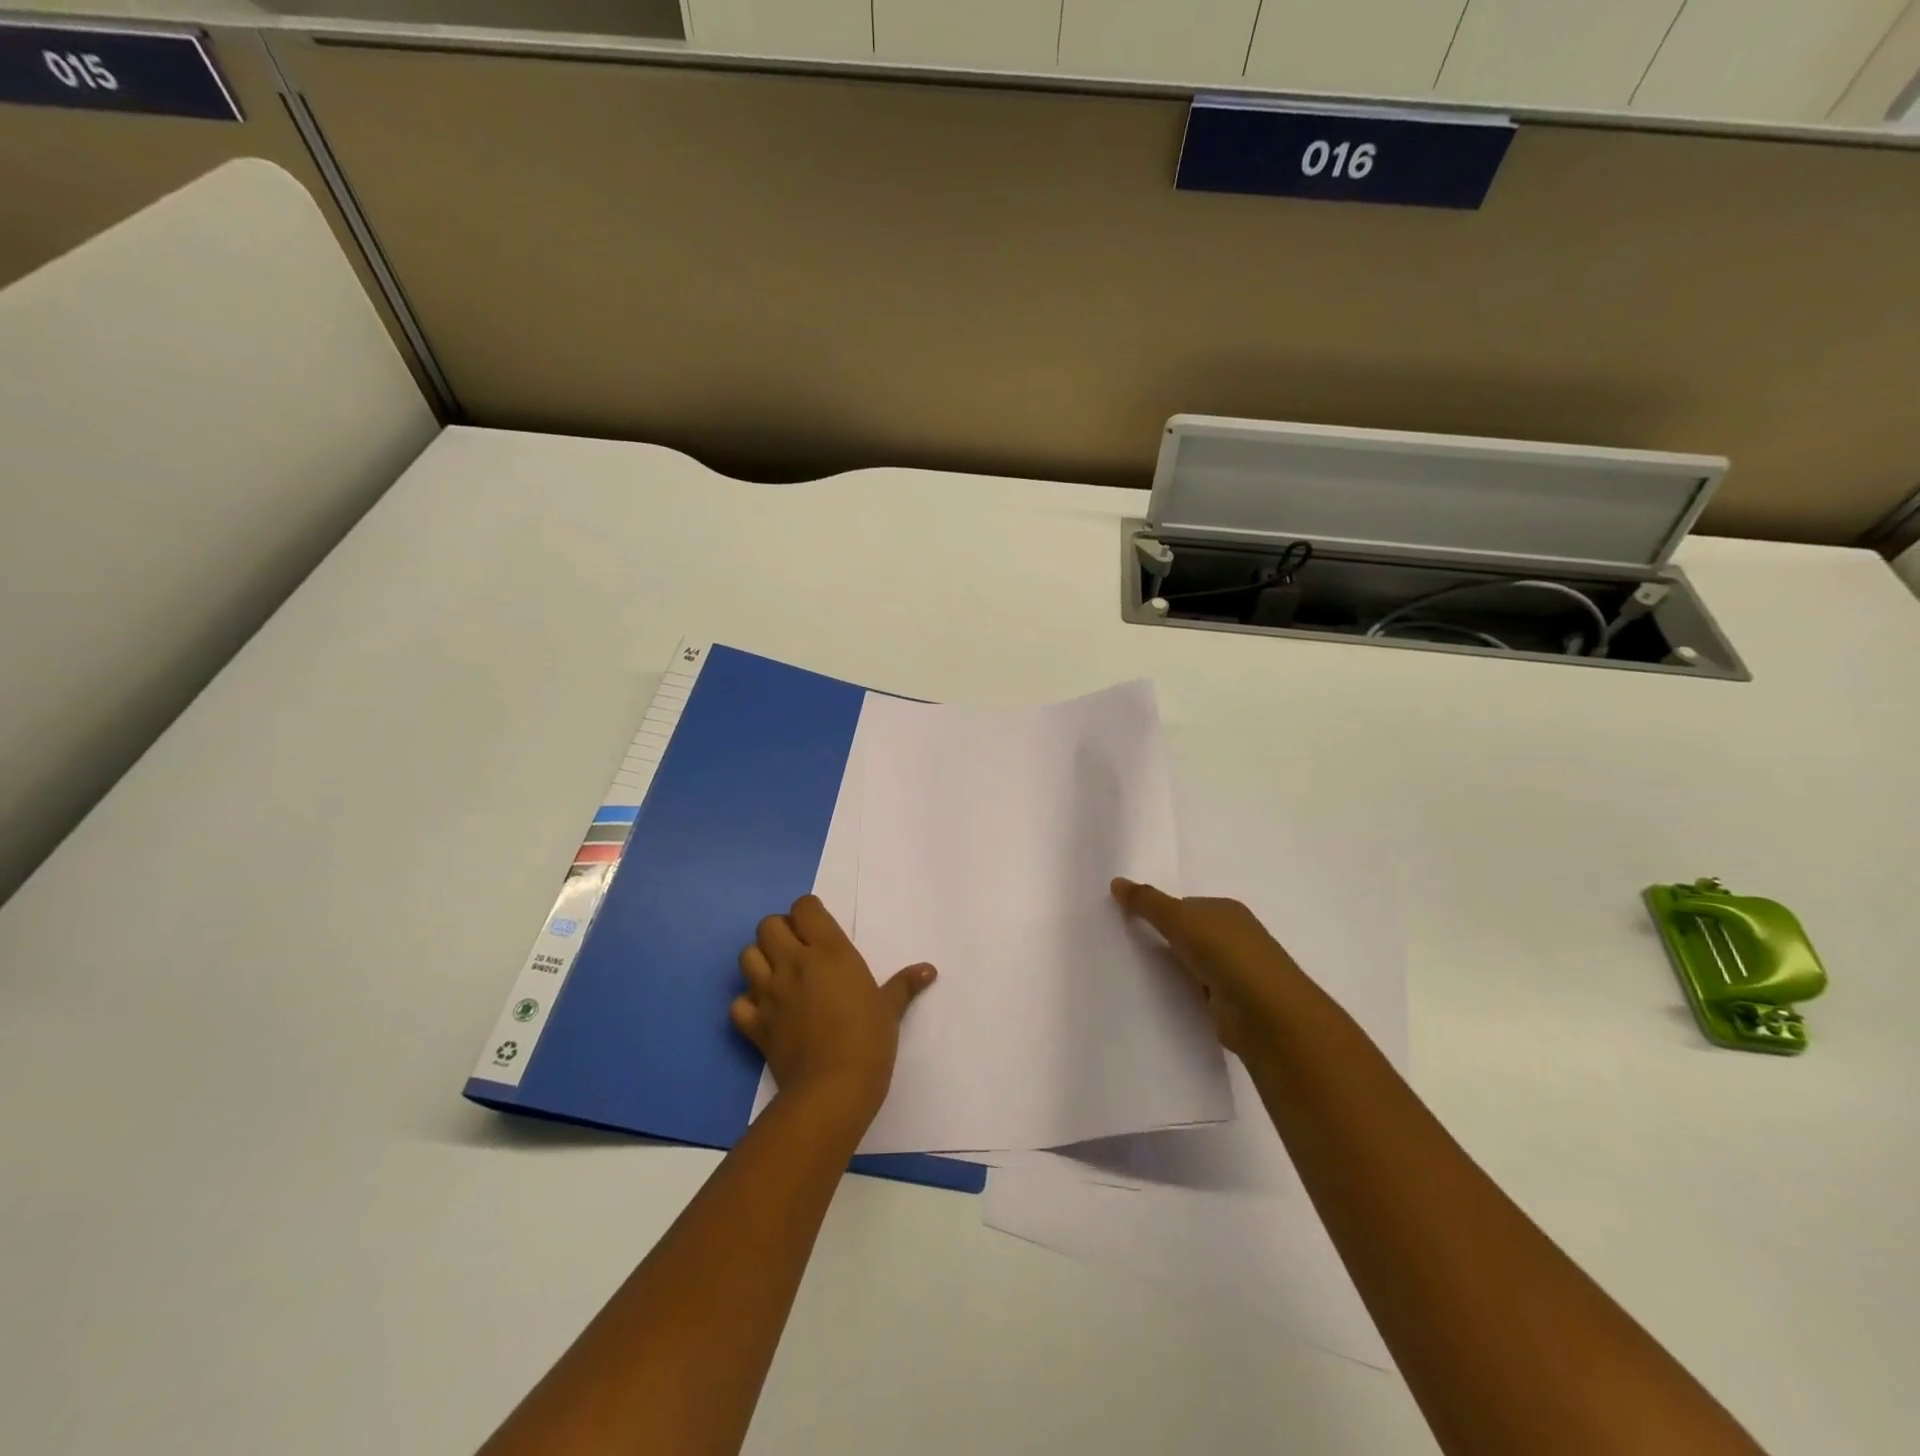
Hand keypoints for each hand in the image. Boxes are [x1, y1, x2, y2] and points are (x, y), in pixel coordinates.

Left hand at [733, 895, 935, 1125]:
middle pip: (768, 925)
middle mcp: (793, 963)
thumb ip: (904, 984)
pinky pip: (738, 1003)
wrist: (833, 1088)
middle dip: (780, 931)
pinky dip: (748, 1003)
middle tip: (799, 949)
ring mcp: (769, 993)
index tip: (819, 928)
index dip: (809, 912)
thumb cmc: (869, 1039)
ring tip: (779, 975)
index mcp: (828, 951)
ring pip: (747, 956)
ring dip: (760, 960)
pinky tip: (765, 1011)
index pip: (804, 907)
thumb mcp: (890, 1008)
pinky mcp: (755, 1025)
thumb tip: (929, 970)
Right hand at [1112, 878, 1303, 1055]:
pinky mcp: (1233, 1003)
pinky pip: (1199, 991)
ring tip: (1138, 973)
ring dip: (1174, 969)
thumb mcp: (1180, 919)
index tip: (1130, 922)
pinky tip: (1164, 996)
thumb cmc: (1226, 953)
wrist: (1266, 1013)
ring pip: (1194, 964)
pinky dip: (1185, 992)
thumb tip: (1116, 881)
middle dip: (1165, 940)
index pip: (1186, 905)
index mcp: (1227, 910)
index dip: (1160, 911)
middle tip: (1128, 947)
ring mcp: (1237, 971)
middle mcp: (1236, 937)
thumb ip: (1147, 902)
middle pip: (1190, 934)